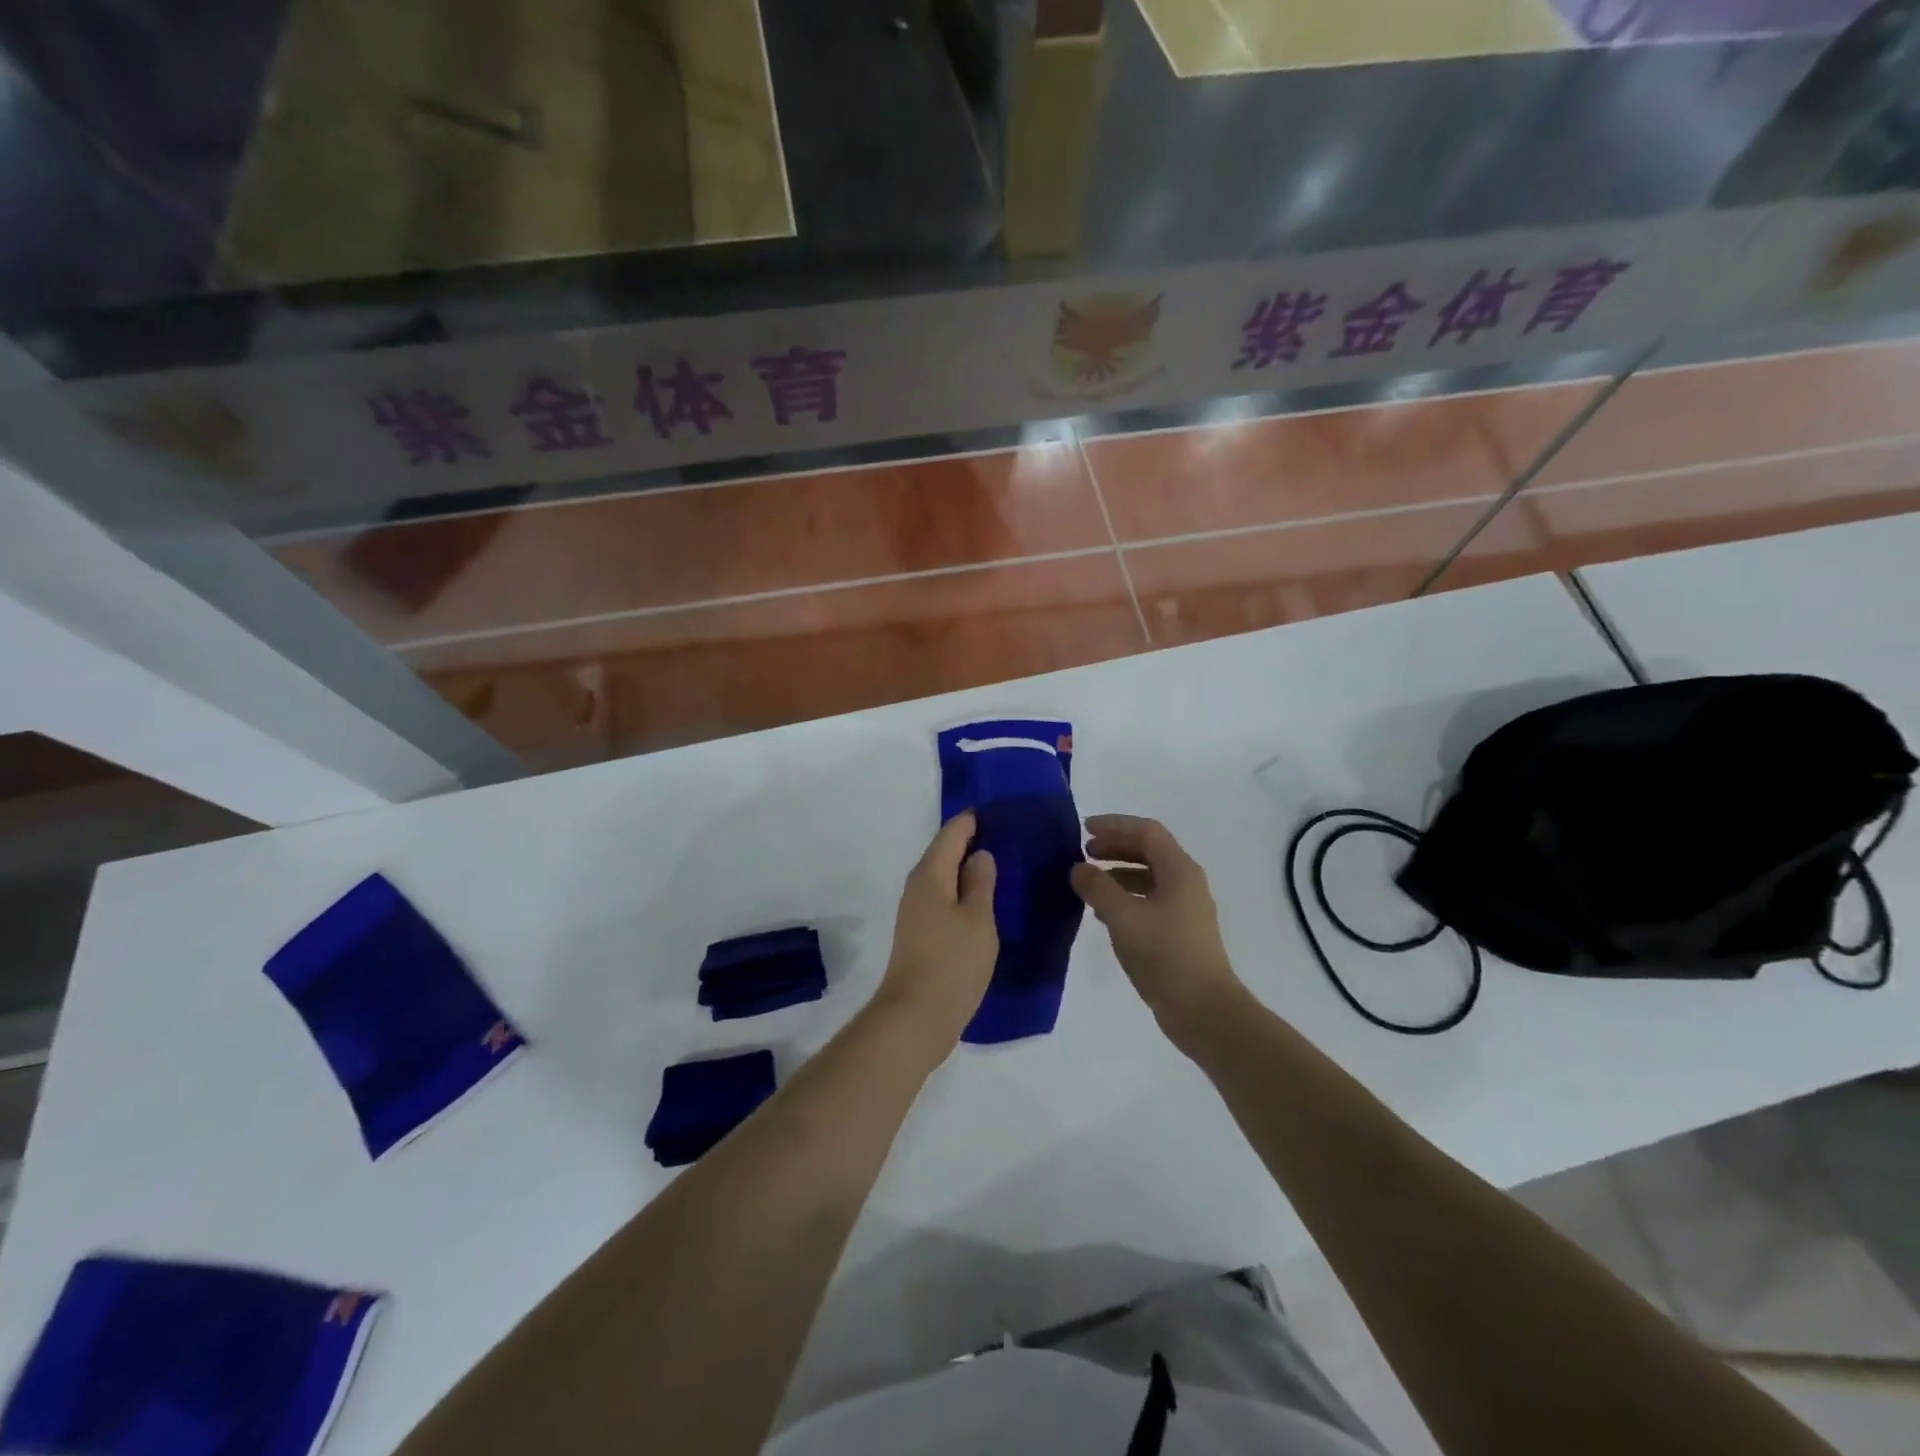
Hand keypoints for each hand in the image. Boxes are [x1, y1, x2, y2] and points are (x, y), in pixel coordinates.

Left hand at [874, 812, 998, 1055]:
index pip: (952, 833)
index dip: (974, 820)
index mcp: (931, 875)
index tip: (1000, 811)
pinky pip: (944, 899)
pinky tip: (985, 901)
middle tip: (1008, 836)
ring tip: (1002, 866)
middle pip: (944, 852)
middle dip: (972, 842)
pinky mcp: (921, 934)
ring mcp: (916, 912)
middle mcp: (918, 887)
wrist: (916, 1016)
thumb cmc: (952, 962)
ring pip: (944, 877)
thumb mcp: (978, 918)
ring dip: (968, 869)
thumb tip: (980, 855)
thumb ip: (981, 882)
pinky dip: (963, 892)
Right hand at [1071, 815, 1248, 1046]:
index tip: (1084, 829)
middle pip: (1149, 851)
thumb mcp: (1123, 917)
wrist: (1203, 1010)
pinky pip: (1150, 899)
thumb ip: (1097, 888)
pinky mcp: (1180, 931)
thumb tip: (1078, 868)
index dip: (1114, 825)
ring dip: (1119, 872)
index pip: (1146, 831)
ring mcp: (1185, 908)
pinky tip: (1104, 913)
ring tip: (1089, 882)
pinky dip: (1126, 896)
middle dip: (1115, 847)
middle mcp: (1186, 882)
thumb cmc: (1164, 955)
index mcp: (1179, 870)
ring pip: (1149, 876)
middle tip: (1084, 852)